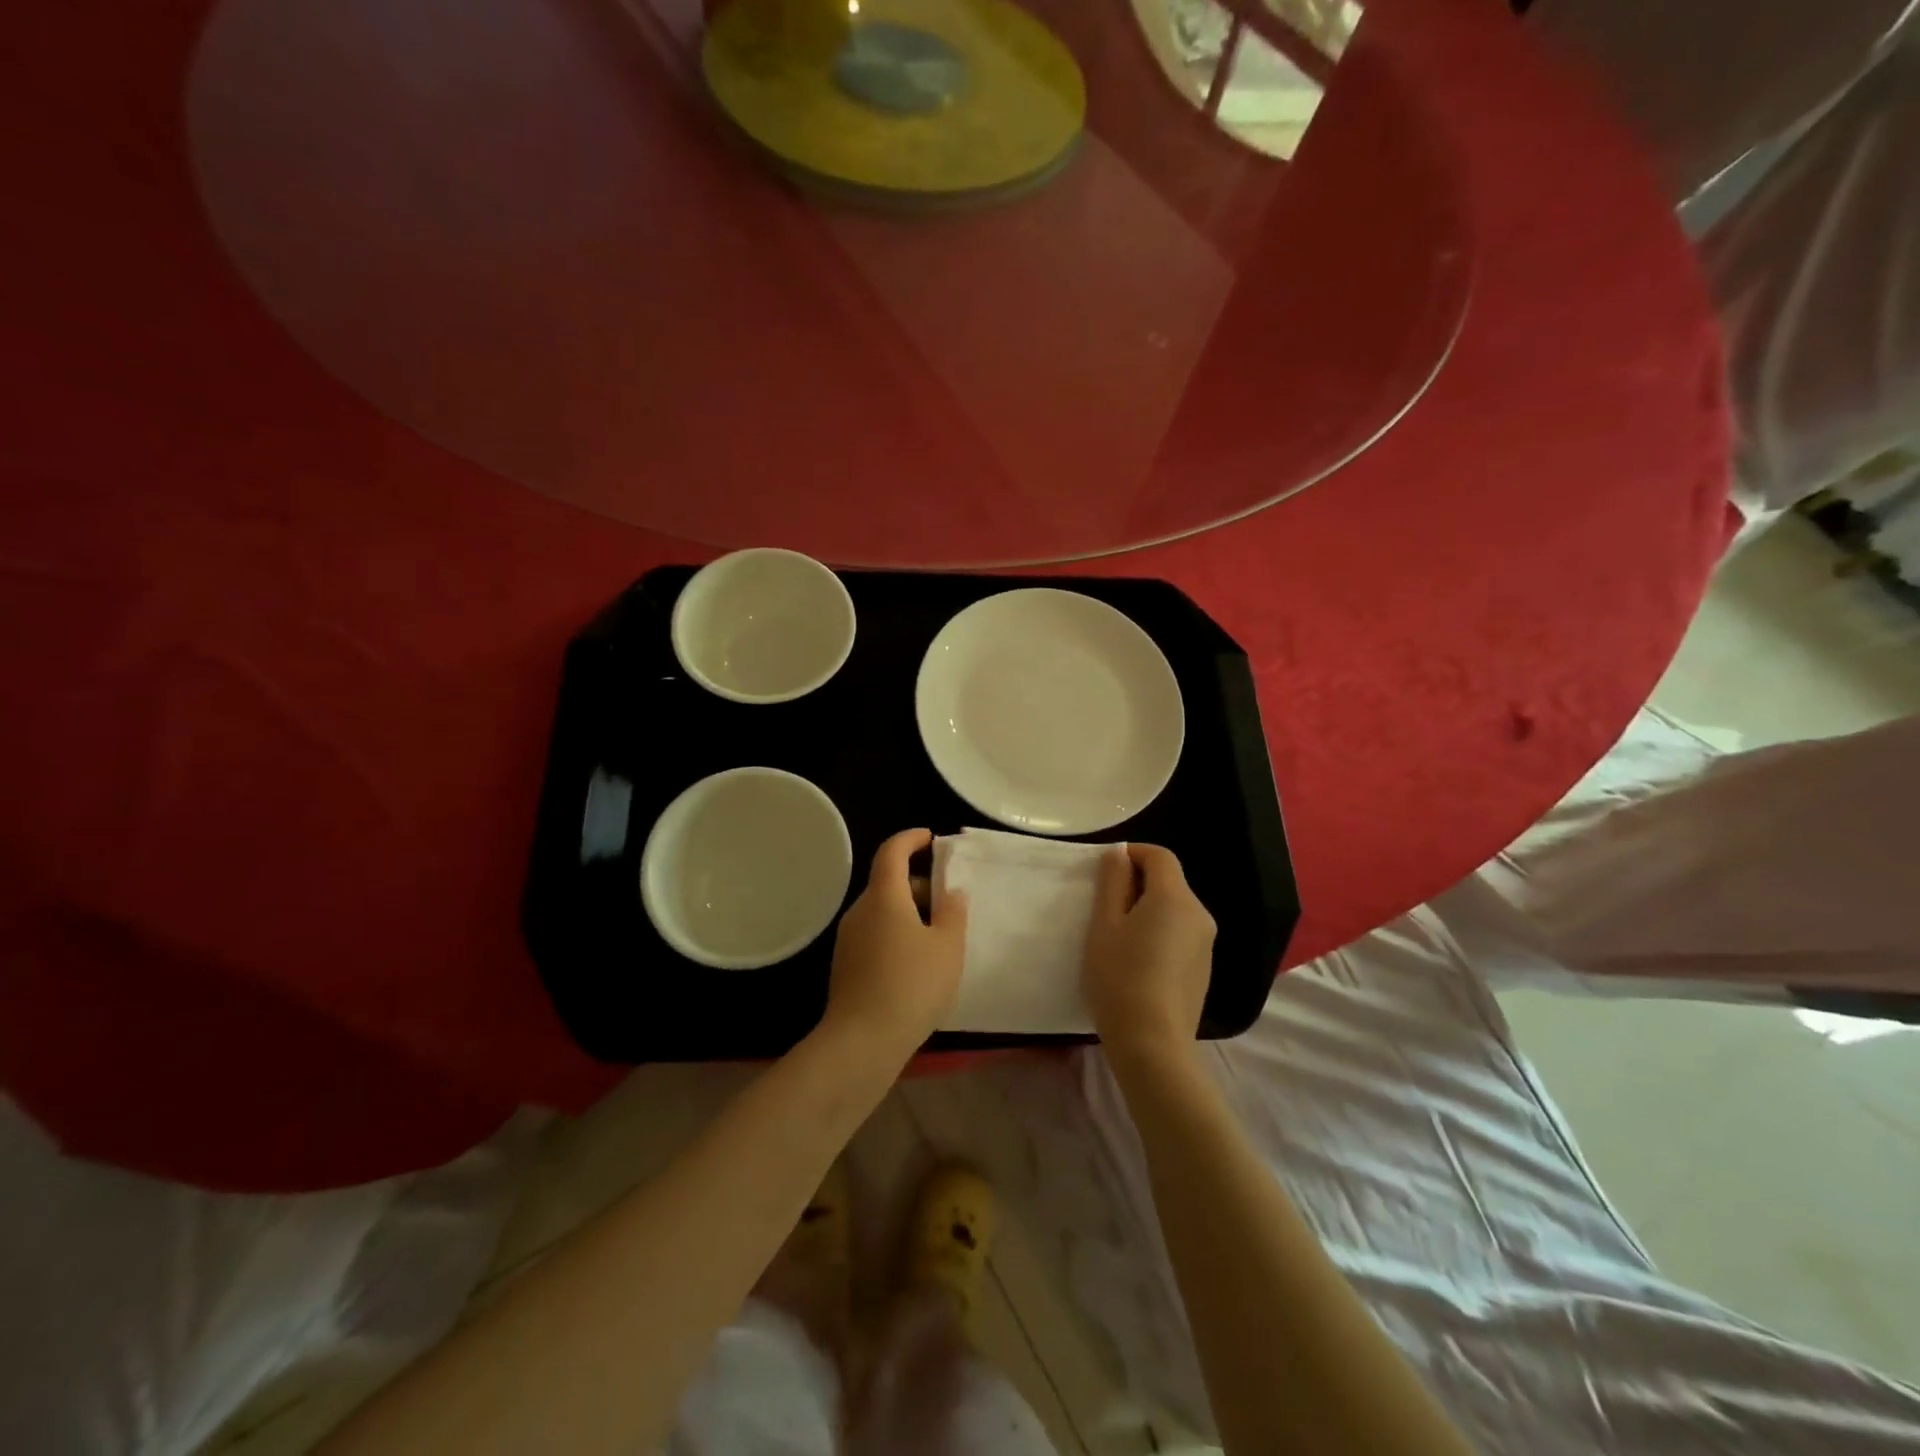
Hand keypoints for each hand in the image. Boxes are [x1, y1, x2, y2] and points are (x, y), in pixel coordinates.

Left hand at [821, 829, 967, 1063]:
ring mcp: (848, 939)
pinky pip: (874, 935)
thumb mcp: (948, 948)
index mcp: (884, 896)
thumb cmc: (911, 986)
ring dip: (908, 913)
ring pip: (881, 911)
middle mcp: (860, 911)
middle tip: (948, 904)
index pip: (892, 851)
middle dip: (918, 885)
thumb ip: (954, 913)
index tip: (931, 838)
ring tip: (938, 939)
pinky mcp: (845, 965)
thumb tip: (951, 892)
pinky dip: (896, 935)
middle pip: (888, 883)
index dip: (911, 838)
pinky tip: (916, 965)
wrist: (862, 1042)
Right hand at [1083, 843, 1215, 1061]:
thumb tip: (1120, 854)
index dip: (1133, 854)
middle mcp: (1199, 914)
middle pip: (1169, 882)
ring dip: (1148, 910)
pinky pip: (1180, 934)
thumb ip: (1112, 882)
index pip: (1160, 856)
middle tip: (1104, 907)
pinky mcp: (1203, 969)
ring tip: (1118, 938)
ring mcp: (1205, 944)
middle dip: (1138, 883)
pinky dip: (1160, 934)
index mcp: (1175, 898)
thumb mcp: (1104, 924)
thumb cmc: (1120, 977)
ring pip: (1174, 909)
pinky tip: (1138, 962)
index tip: (1106, 872)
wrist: (1153, 1044)